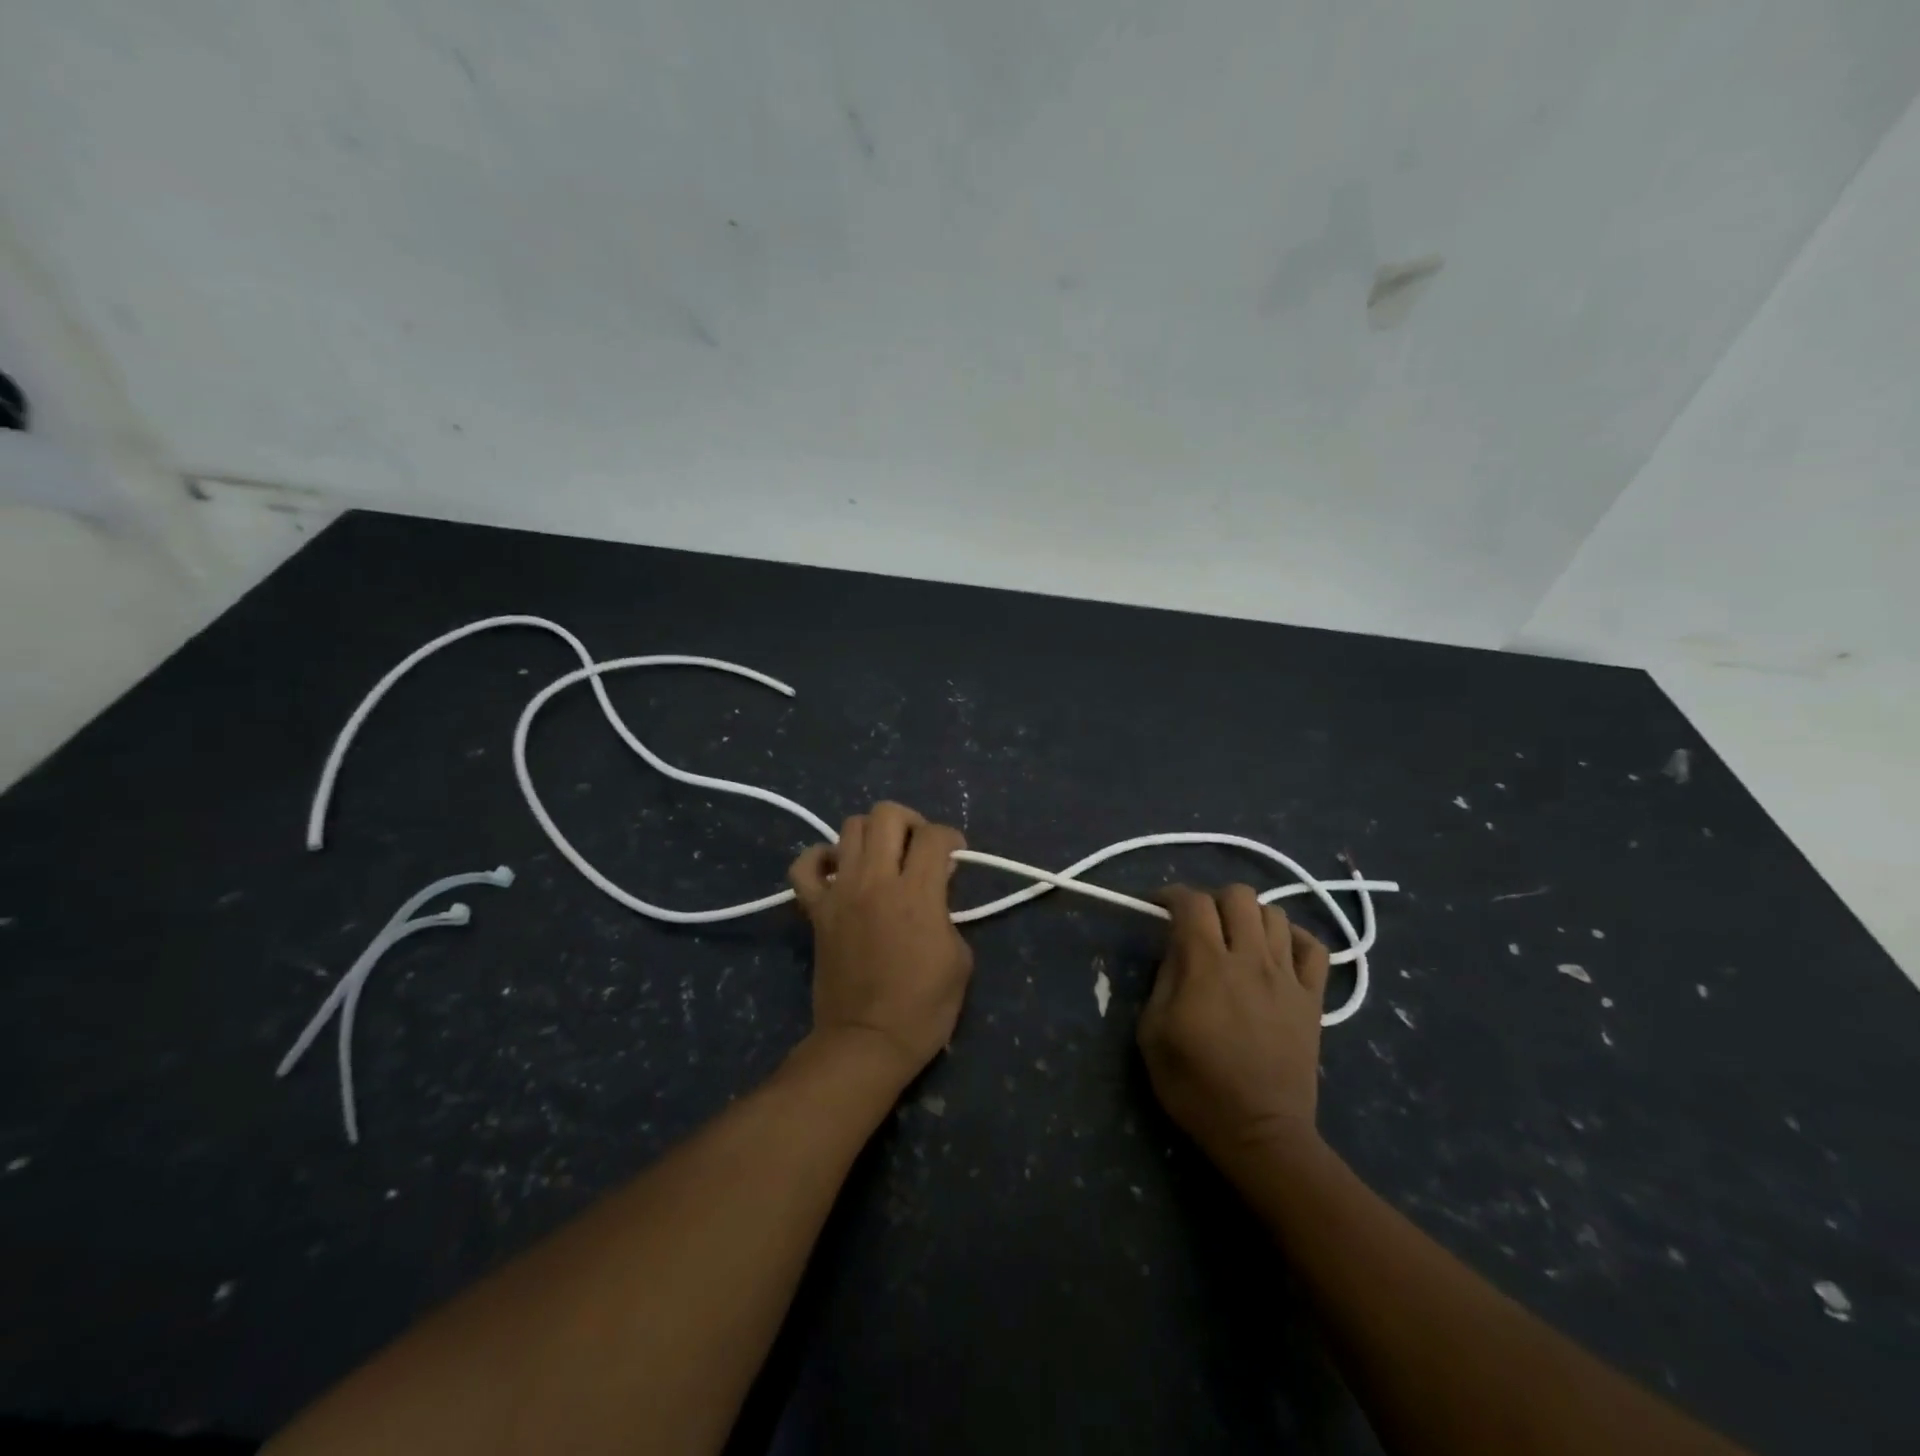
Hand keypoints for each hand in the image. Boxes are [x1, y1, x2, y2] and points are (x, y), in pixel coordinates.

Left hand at [788, 802, 972, 1089]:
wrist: (867, 1042)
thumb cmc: (924, 1007)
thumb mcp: (960, 958)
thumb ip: (948, 911)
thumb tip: (936, 885)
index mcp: (917, 894)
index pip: (934, 836)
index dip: (951, 838)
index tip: (954, 856)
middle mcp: (876, 881)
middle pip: (887, 814)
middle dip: (910, 822)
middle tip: (918, 848)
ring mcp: (840, 892)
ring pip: (849, 827)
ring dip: (872, 834)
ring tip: (883, 858)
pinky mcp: (816, 910)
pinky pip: (804, 866)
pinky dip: (820, 858)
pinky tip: (838, 870)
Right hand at [1137, 885, 1330, 1160]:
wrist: (1259, 1133)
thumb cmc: (1195, 1085)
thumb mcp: (1153, 1032)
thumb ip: (1163, 979)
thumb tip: (1175, 947)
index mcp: (1206, 966)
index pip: (1192, 903)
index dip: (1171, 895)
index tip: (1159, 906)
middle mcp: (1250, 959)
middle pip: (1238, 896)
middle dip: (1213, 900)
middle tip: (1200, 924)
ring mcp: (1287, 977)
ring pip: (1276, 914)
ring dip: (1251, 917)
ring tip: (1237, 939)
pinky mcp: (1313, 998)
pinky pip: (1314, 948)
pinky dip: (1295, 939)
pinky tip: (1278, 952)